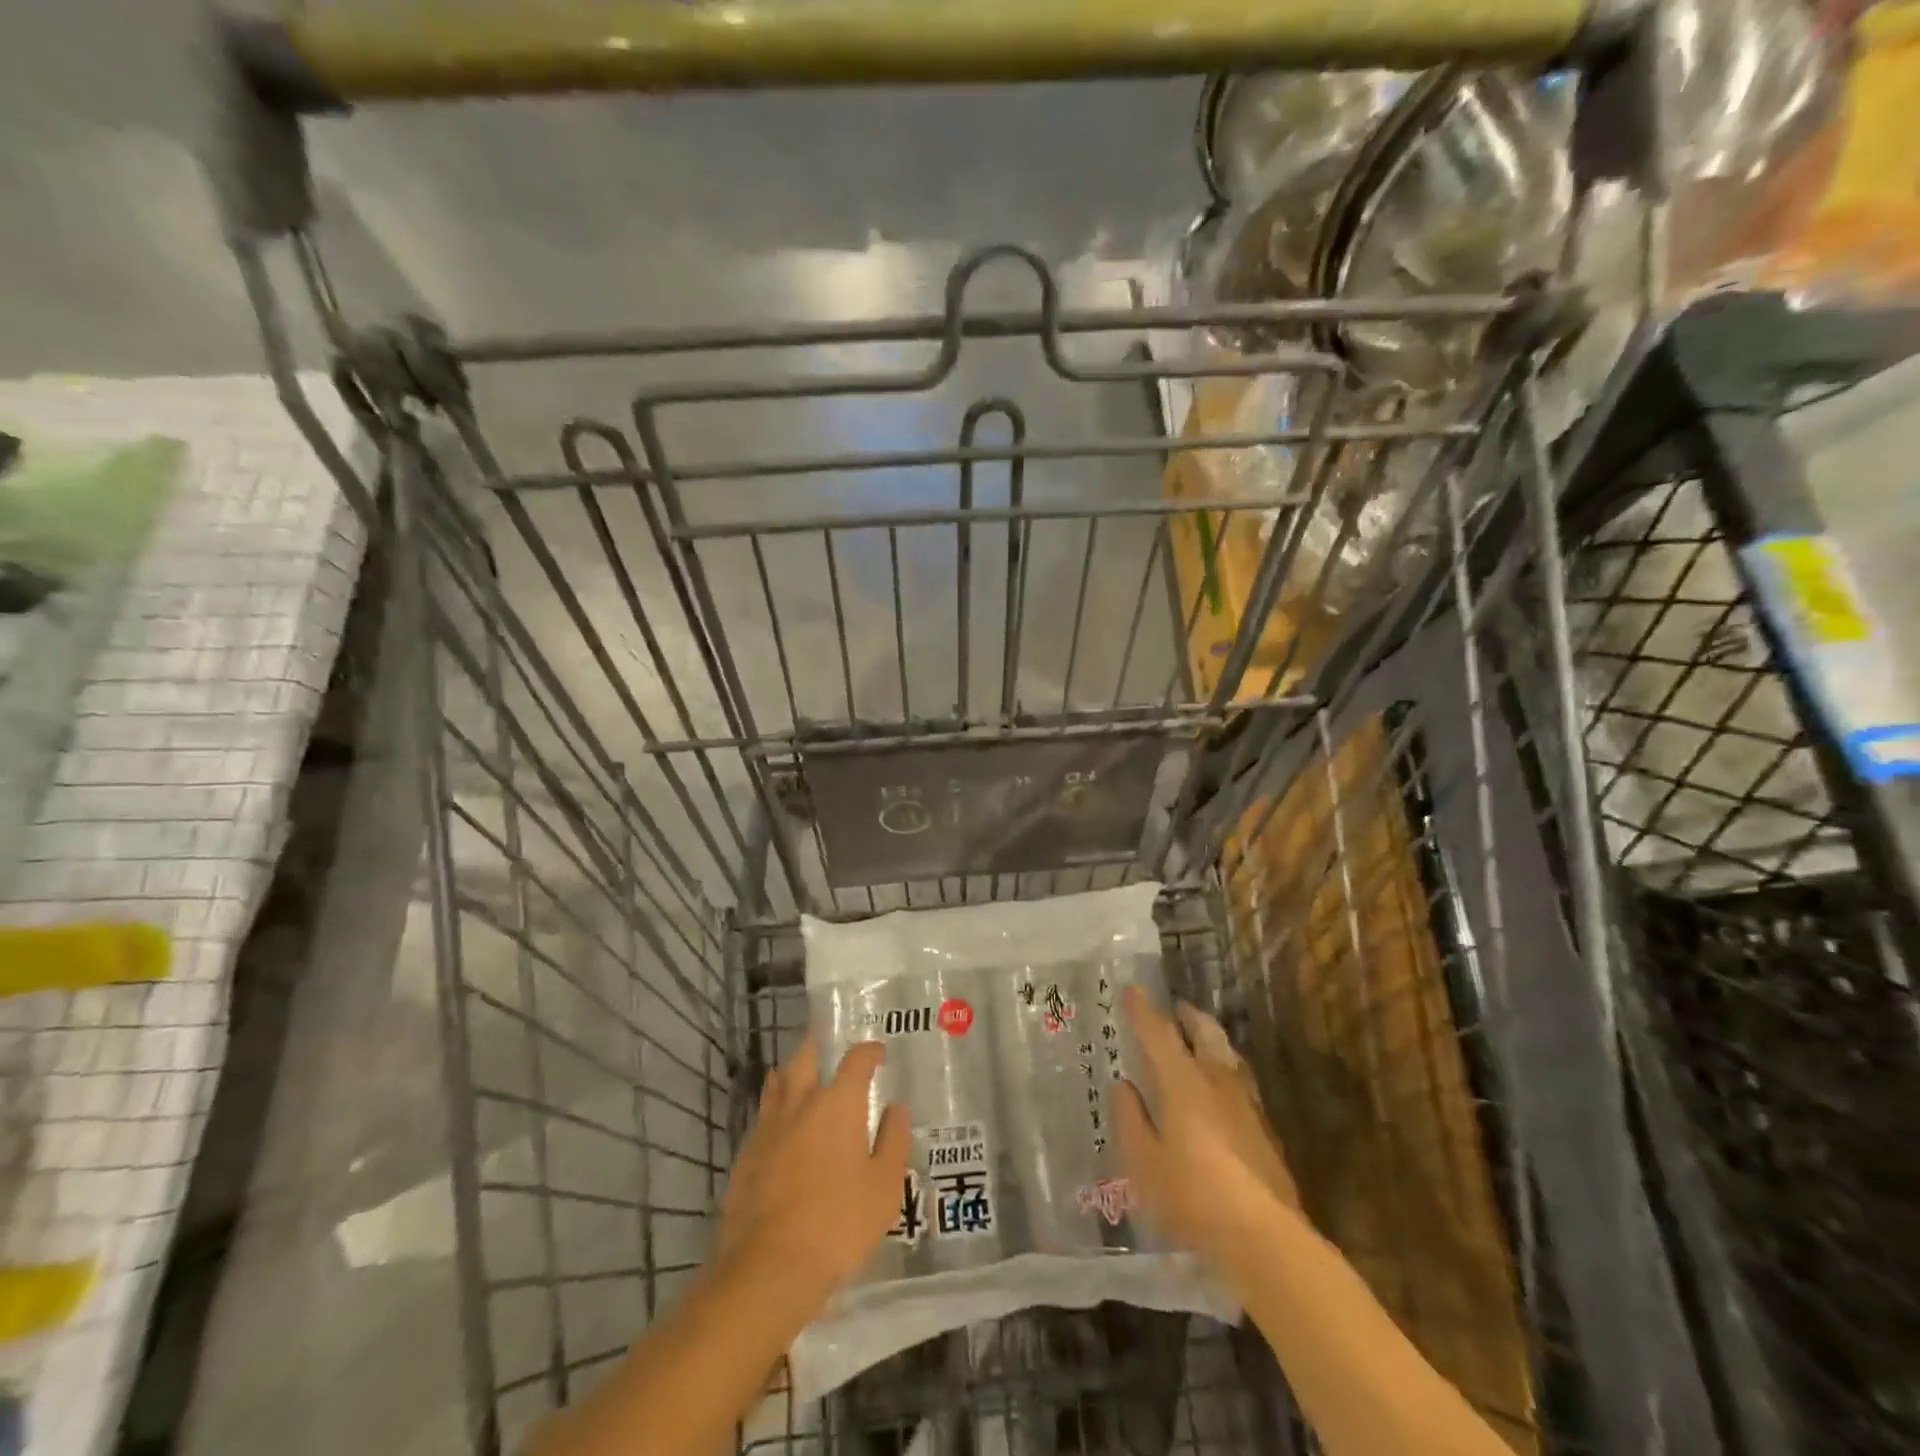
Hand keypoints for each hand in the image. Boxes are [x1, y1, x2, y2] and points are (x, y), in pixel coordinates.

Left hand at [717, 1038, 909, 1300]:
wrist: (770, 1267)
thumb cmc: (839, 1223)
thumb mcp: (884, 1186)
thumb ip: (892, 1140)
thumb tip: (895, 1108)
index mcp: (838, 1104)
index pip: (856, 1060)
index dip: (869, 1051)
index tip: (878, 1053)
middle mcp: (800, 1103)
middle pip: (805, 1058)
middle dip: (819, 1047)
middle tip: (829, 1048)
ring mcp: (767, 1128)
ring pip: (777, 1083)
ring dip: (791, 1074)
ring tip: (801, 1077)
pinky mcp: (745, 1156)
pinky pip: (762, 1117)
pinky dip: (775, 1110)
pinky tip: (781, 1127)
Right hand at [1113, 985, 1300, 1264]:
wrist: (1265, 1238)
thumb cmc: (1193, 1197)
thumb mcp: (1143, 1163)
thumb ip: (1129, 1120)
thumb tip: (1123, 1087)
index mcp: (1183, 1082)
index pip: (1159, 1034)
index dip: (1143, 1010)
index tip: (1131, 990)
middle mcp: (1217, 1082)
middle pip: (1205, 1032)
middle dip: (1188, 1016)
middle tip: (1175, 1008)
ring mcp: (1247, 1105)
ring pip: (1228, 1054)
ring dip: (1210, 1040)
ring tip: (1198, 1041)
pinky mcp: (1265, 1130)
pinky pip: (1240, 1082)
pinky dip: (1224, 1071)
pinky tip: (1220, 1091)